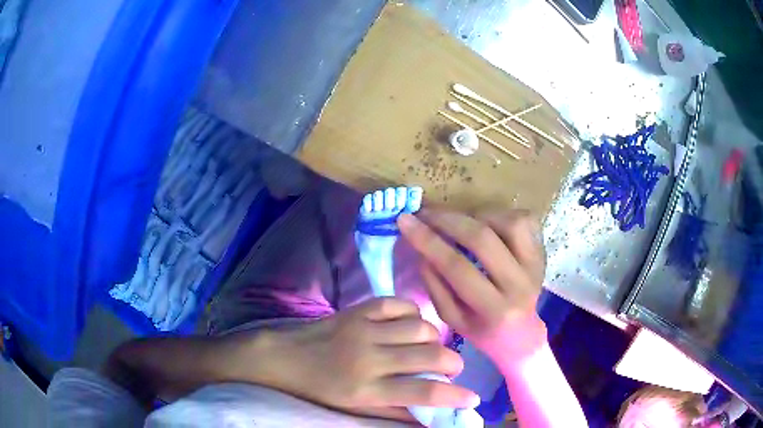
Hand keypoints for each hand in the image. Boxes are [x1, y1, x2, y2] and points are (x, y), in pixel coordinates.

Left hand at [250, 298, 479, 420]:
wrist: (284, 357)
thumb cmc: (320, 389)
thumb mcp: (354, 408)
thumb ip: (395, 411)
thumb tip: (432, 416)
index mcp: (366, 389)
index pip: (423, 392)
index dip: (455, 395)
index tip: (472, 397)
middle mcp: (369, 358)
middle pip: (429, 355)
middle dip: (453, 362)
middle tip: (451, 368)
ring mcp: (363, 329)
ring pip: (420, 326)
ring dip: (434, 338)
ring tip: (429, 347)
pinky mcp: (358, 310)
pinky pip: (399, 304)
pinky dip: (413, 313)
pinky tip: (410, 324)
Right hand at [397, 209, 547, 368]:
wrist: (522, 333)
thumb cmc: (483, 330)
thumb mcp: (452, 319)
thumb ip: (436, 286)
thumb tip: (422, 250)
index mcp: (494, 309)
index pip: (457, 267)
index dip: (428, 241)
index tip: (405, 221)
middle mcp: (519, 285)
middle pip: (483, 239)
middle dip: (448, 220)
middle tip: (426, 213)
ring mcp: (535, 265)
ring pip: (508, 222)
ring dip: (477, 216)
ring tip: (460, 223)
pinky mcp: (542, 252)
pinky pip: (525, 220)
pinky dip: (502, 215)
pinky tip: (486, 223)